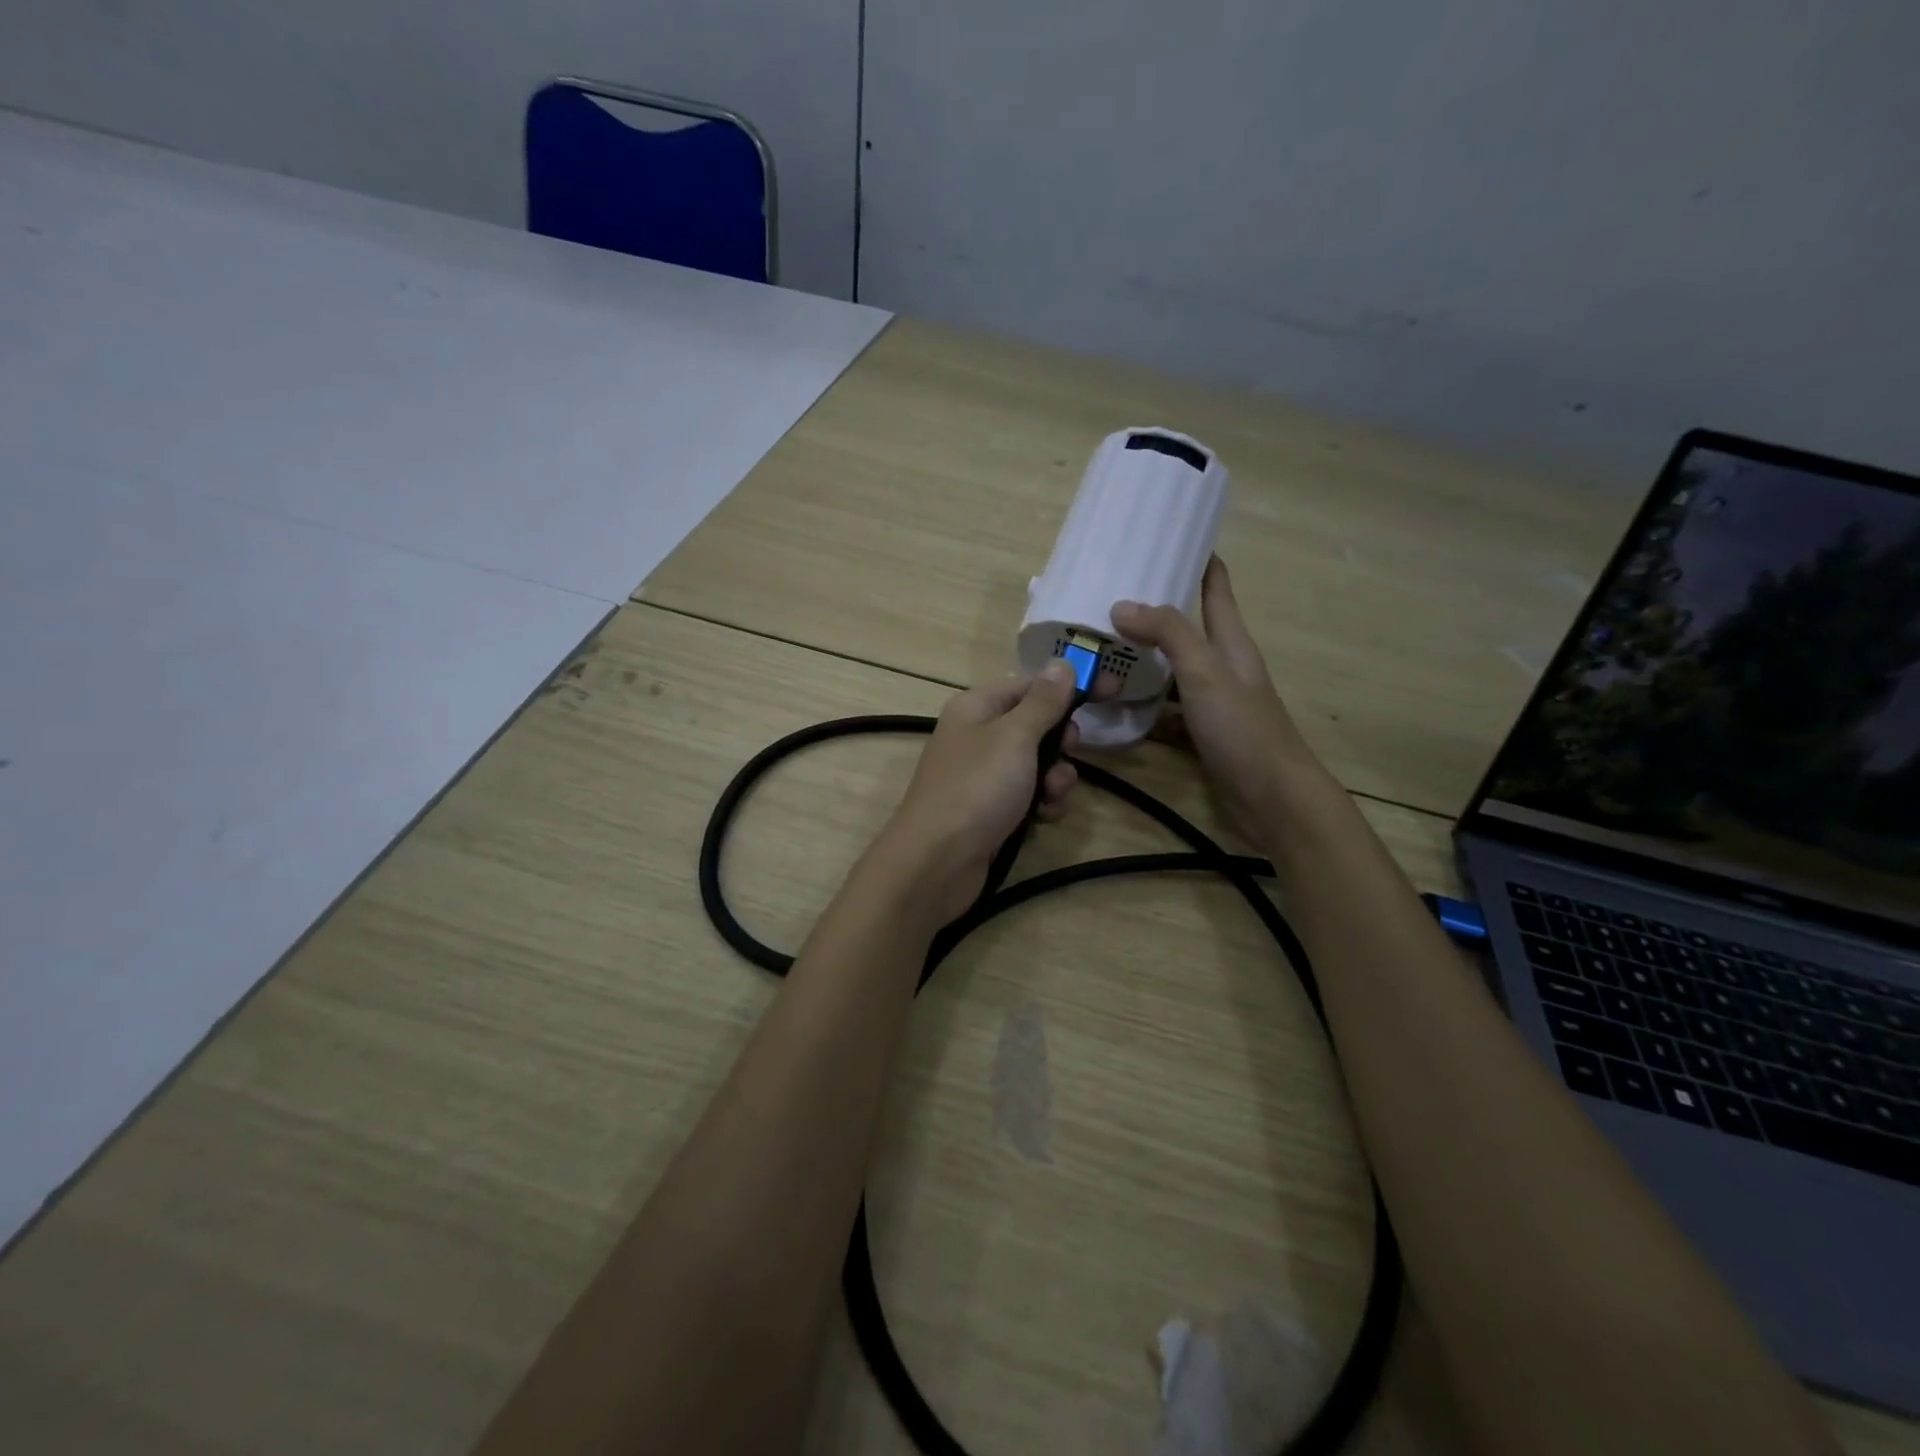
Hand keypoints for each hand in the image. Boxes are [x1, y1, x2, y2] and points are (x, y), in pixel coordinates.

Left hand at [878, 662, 1083, 922]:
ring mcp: (984, 775)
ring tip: (1051, 794)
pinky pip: (1029, 795)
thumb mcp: (1014, 737)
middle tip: (1068, 751)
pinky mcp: (992, 809)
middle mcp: (978, 735)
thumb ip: (1043, 702)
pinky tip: (1044, 818)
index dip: (1071, 685)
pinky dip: (1042, 803)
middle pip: (1037, 724)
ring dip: (1056, 777)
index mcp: (977, 707)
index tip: (1113, 689)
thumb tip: (1062, 664)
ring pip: (1038, 763)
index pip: (1032, 684)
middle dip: (1061, 740)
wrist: (937, 862)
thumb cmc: (976, 788)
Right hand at [1112, 557, 1334, 838]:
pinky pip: (1166, 706)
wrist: (1273, 796)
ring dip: (1143, 657)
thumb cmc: (1244, 727)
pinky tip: (1115, 700)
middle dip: (1153, 608)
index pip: (1216, 587)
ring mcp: (1212, 700)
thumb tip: (1121, 604)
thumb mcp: (1205, 672)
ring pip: (1172, 668)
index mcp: (1231, 641)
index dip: (1198, 558)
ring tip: (1100, 644)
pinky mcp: (1202, 732)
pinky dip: (1143, 700)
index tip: (1165, 535)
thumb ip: (1168, 634)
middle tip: (1107, 593)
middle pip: (1187, 626)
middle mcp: (1222, 665)